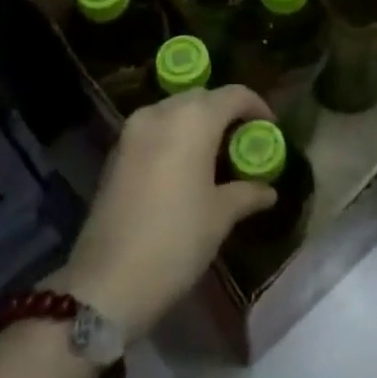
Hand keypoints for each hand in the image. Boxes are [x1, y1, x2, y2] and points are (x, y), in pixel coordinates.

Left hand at [55, 84, 278, 338]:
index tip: (269, 130)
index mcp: (193, 119)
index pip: (234, 94)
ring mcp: (133, 130)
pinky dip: (174, 137)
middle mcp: (162, 112)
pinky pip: (154, 130)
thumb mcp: (220, 216)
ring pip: (175, 111)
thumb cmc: (176, 240)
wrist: (107, 283)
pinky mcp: (116, 152)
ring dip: (197, 124)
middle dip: (225, 113)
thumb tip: (267, 190)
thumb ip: (247, 193)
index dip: (257, 107)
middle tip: (243, 143)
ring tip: (215, 156)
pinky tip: (184, 168)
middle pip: (202, 98)